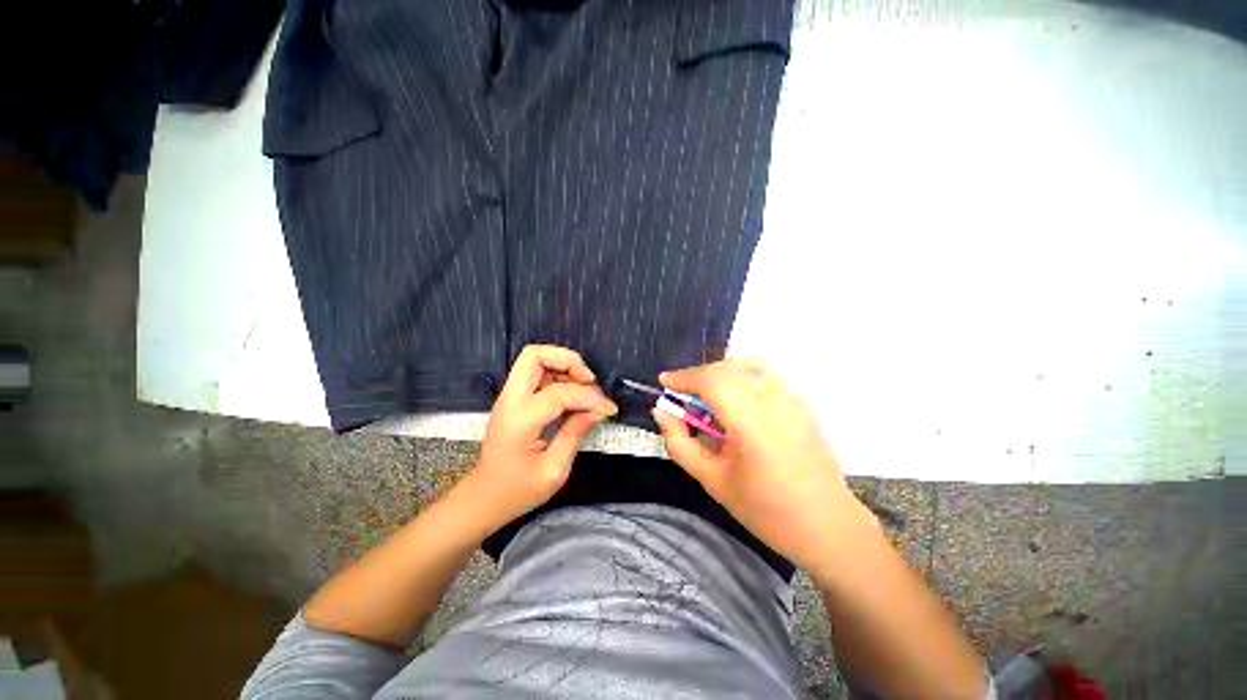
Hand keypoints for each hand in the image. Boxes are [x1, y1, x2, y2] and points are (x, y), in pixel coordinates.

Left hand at [465, 345, 617, 529]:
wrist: (483, 499)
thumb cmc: (517, 492)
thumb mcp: (553, 471)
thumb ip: (575, 434)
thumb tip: (599, 410)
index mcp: (519, 421)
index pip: (559, 393)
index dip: (590, 397)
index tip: (608, 409)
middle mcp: (510, 400)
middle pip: (535, 355)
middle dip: (568, 360)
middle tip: (589, 381)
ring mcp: (509, 397)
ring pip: (535, 359)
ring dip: (564, 366)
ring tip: (585, 388)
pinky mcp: (513, 400)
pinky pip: (536, 373)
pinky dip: (557, 375)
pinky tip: (572, 395)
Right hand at [654, 360, 875, 572]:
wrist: (828, 527)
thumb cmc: (765, 511)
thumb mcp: (713, 480)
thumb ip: (680, 443)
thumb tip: (661, 412)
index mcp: (751, 423)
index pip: (711, 381)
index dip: (683, 377)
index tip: (664, 382)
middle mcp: (774, 402)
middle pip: (727, 369)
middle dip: (699, 375)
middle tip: (683, 395)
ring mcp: (792, 399)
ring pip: (747, 366)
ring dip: (720, 374)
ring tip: (708, 396)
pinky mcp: (801, 404)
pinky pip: (765, 376)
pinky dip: (741, 377)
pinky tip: (736, 402)